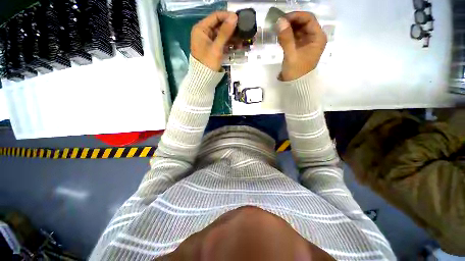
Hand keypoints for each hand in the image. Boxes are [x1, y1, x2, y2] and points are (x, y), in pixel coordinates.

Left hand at [191, 11, 237, 71]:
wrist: (204, 79)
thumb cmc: (208, 63)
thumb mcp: (216, 47)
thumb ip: (225, 32)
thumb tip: (234, 17)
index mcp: (201, 29)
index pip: (215, 17)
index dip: (227, 16)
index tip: (238, 19)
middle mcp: (204, 33)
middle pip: (220, 26)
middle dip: (231, 28)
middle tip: (242, 30)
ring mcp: (209, 41)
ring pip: (222, 35)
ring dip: (232, 37)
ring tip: (242, 39)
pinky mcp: (213, 48)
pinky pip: (222, 43)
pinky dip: (229, 44)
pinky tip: (238, 45)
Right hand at [276, 12, 326, 80]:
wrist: (295, 85)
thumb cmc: (296, 71)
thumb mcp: (291, 55)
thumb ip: (286, 38)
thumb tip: (280, 21)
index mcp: (318, 38)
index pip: (309, 19)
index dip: (296, 16)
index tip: (283, 18)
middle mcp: (314, 37)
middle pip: (303, 23)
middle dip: (291, 21)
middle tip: (278, 23)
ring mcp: (306, 42)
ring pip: (298, 29)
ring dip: (288, 28)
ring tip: (277, 29)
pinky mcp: (299, 47)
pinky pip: (294, 37)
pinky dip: (287, 35)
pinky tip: (280, 35)